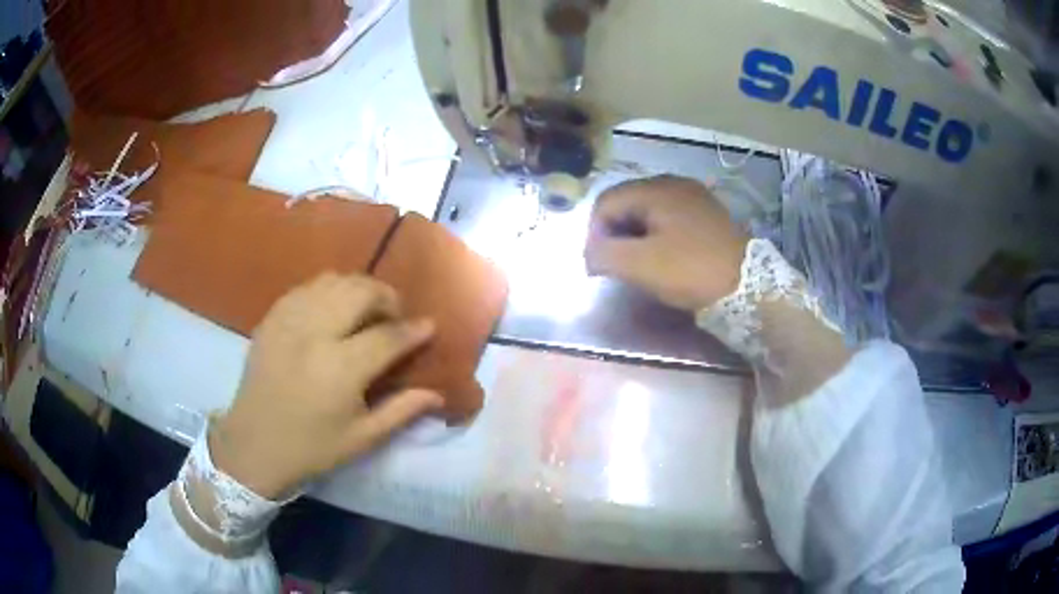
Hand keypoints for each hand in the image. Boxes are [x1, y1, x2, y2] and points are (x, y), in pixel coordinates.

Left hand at [210, 273, 441, 498]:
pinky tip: (333, 309)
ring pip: (333, 281)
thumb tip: (437, 392)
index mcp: (340, 370)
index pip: (387, 336)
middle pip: (360, 291)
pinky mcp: (271, 318)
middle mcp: (314, 334)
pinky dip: (328, 290)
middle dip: (386, 296)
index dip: (413, 330)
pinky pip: (306, 287)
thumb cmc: (311, 449)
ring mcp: (288, 321)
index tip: (429, 325)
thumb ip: (402, 410)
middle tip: (395, 315)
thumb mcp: (362, 439)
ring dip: (358, 288)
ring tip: (366, 309)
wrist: (252, 445)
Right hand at [584, 175, 749, 311]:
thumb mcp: (641, 265)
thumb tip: (591, 254)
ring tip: (638, 264)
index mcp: (656, 189)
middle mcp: (673, 183)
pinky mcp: (707, 214)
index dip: (593, 233)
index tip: (597, 265)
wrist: (750, 284)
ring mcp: (694, 197)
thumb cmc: (692, 270)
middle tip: (615, 266)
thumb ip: (604, 254)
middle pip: (626, 203)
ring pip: (648, 211)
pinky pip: (669, 218)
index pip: (605, 202)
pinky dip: (656, 235)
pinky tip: (664, 257)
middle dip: (614, 234)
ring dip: (634, 236)